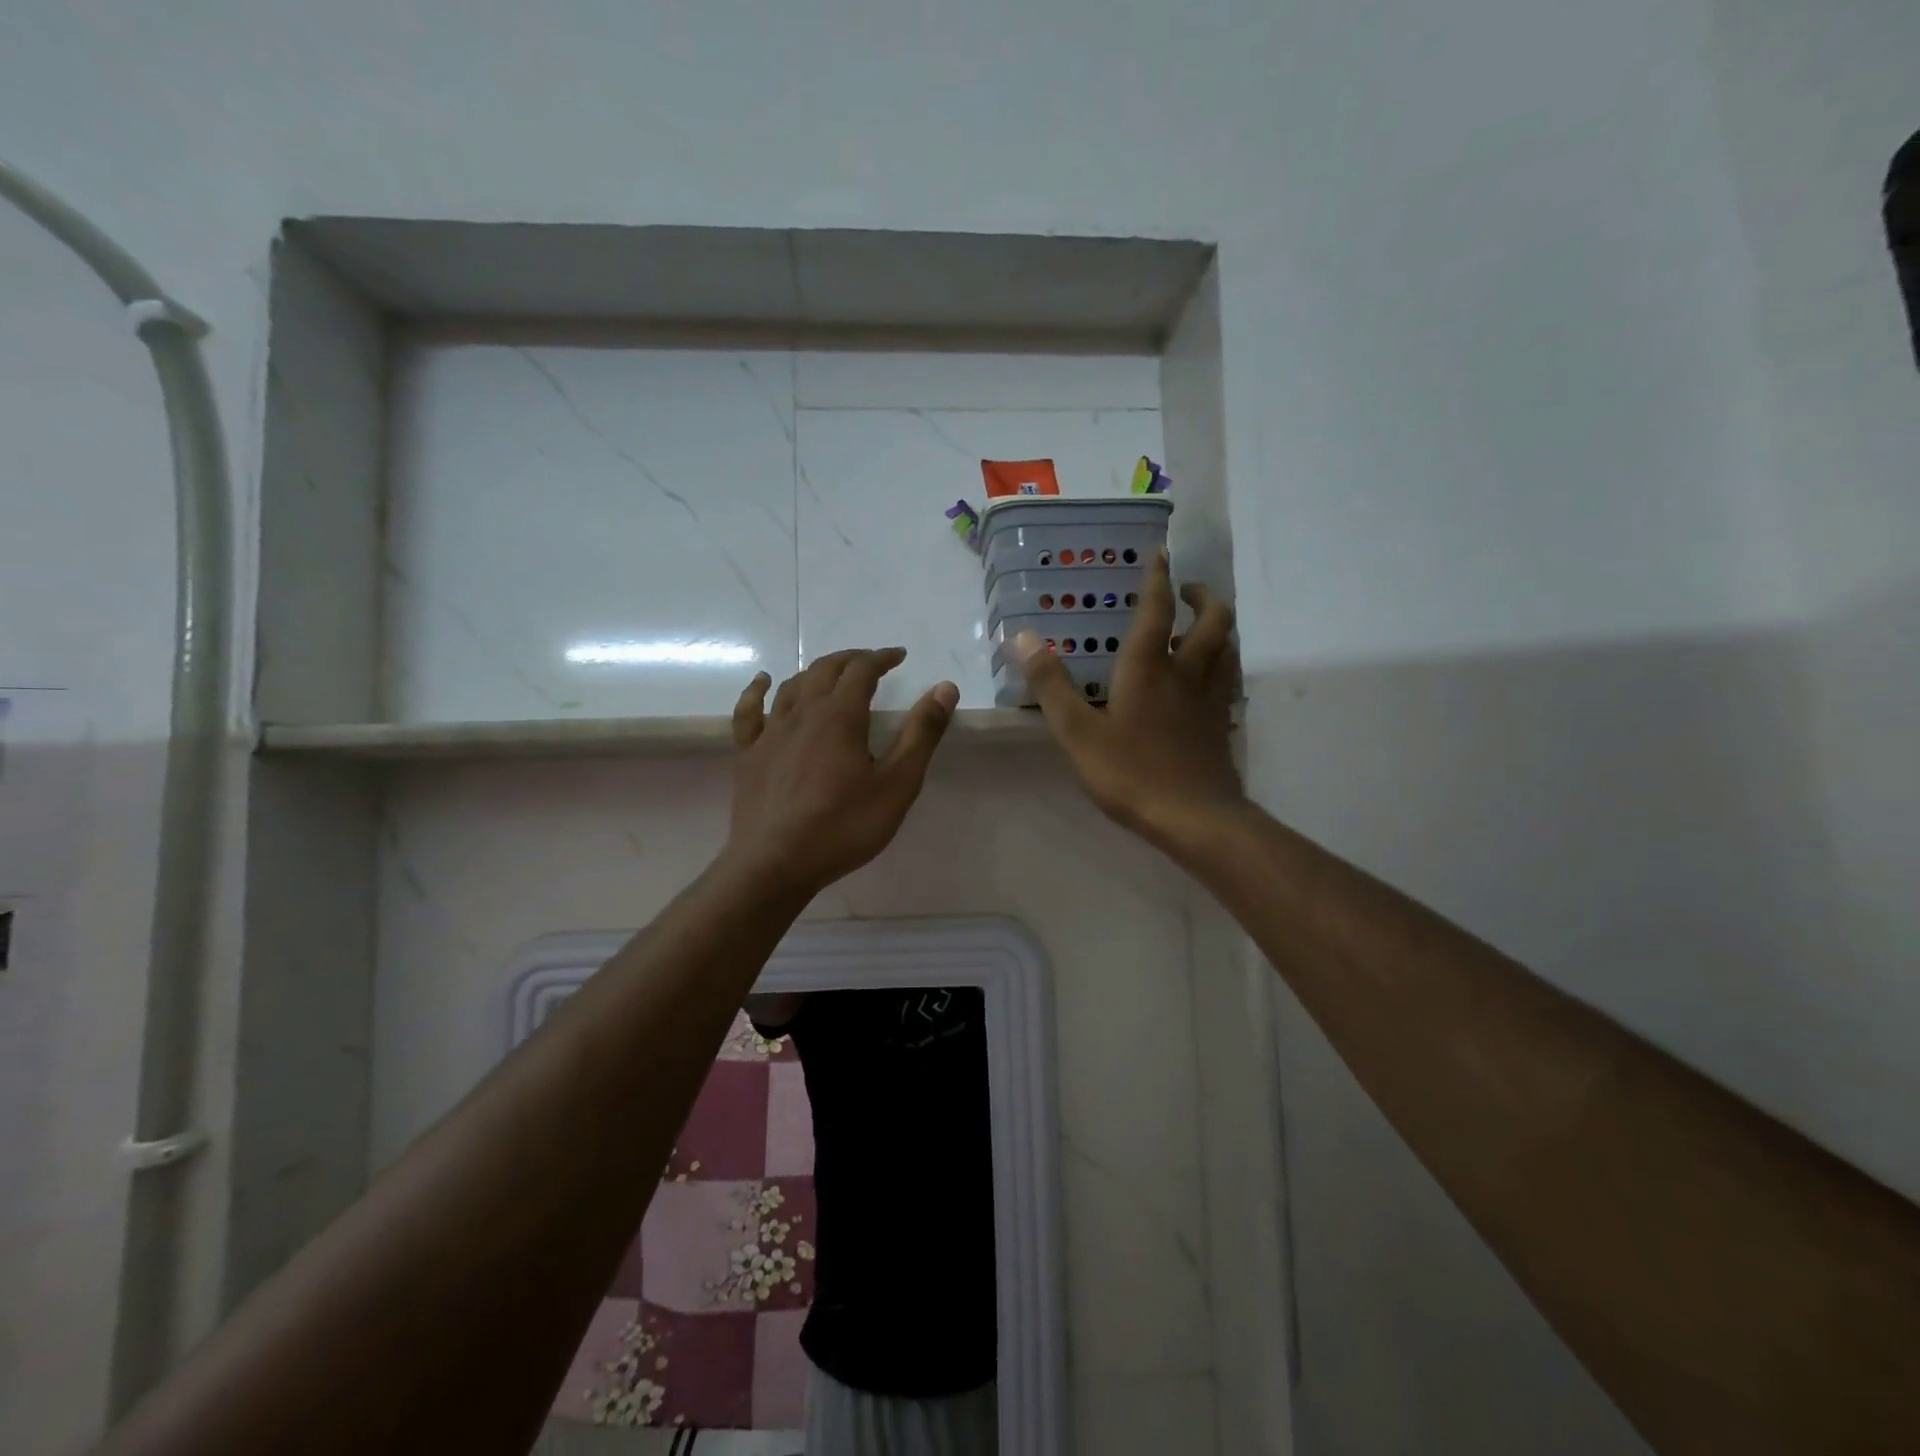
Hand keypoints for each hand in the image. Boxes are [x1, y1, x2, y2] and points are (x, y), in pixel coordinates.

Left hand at [728, 648, 957, 895]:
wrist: (776, 864)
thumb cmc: (843, 826)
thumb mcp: (897, 784)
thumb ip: (921, 734)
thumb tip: (944, 687)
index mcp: (840, 716)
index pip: (862, 670)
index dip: (882, 658)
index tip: (898, 656)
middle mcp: (802, 713)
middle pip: (825, 670)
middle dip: (851, 660)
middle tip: (871, 663)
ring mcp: (770, 732)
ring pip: (792, 686)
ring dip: (815, 672)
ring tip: (832, 674)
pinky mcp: (749, 754)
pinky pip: (749, 710)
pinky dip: (757, 690)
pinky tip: (762, 682)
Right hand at [1015, 549, 1244, 849]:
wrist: (1194, 818)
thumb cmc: (1131, 773)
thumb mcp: (1078, 732)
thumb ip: (1051, 685)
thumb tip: (1023, 637)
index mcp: (1149, 668)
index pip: (1158, 610)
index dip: (1158, 578)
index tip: (1161, 552)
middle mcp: (1186, 673)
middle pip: (1214, 621)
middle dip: (1203, 597)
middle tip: (1187, 590)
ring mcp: (1210, 699)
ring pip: (1227, 648)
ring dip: (1217, 627)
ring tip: (1199, 626)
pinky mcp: (1221, 725)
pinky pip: (1227, 680)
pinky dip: (1221, 665)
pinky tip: (1206, 680)